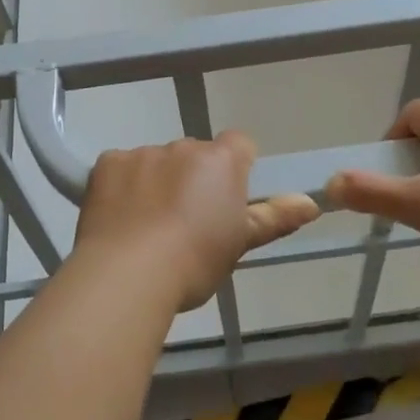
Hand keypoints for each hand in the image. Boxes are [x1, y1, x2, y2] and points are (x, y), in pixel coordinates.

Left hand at [73, 132, 319, 310]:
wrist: (127, 274)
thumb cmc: (194, 262)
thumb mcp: (239, 244)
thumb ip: (274, 217)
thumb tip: (311, 202)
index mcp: (221, 161)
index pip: (240, 145)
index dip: (237, 168)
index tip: (228, 200)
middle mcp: (183, 146)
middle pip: (195, 155)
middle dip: (193, 178)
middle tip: (186, 222)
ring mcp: (142, 152)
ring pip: (157, 161)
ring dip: (157, 181)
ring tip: (147, 226)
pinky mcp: (107, 163)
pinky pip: (121, 167)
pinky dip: (123, 186)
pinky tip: (120, 218)